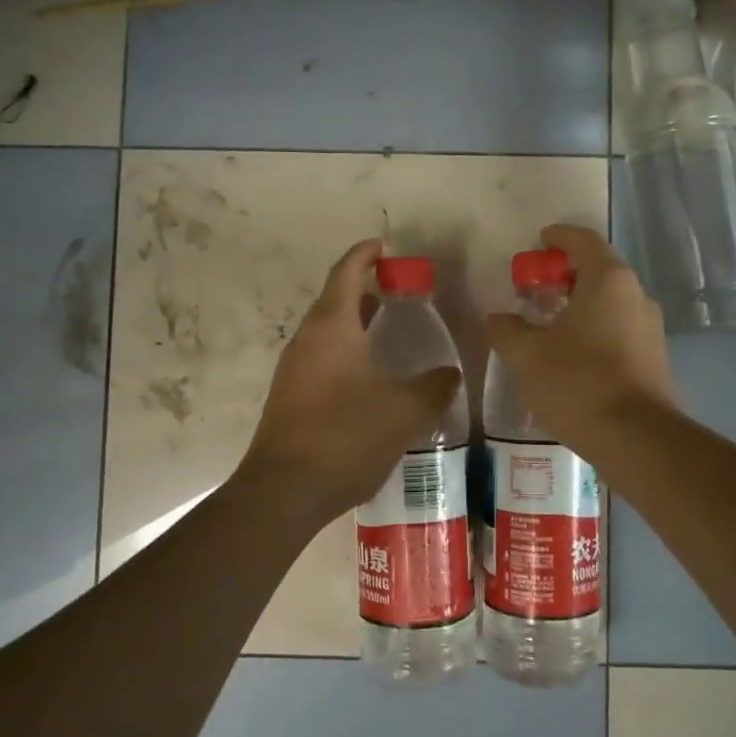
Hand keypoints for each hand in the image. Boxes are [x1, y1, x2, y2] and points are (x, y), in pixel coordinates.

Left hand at [238, 238, 461, 526]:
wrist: (284, 491)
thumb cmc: (345, 436)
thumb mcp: (404, 411)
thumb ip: (433, 387)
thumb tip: (451, 374)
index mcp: (332, 327)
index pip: (347, 273)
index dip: (365, 255)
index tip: (383, 245)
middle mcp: (307, 340)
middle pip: (334, 300)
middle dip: (364, 289)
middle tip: (398, 290)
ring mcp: (294, 370)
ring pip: (327, 332)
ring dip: (355, 323)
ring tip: (388, 328)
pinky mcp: (290, 397)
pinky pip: (322, 359)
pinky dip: (346, 352)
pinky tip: (370, 376)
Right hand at [484, 224, 676, 454]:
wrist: (636, 438)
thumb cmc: (577, 382)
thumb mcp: (526, 354)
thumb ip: (506, 329)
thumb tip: (497, 320)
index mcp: (608, 280)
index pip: (583, 240)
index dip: (558, 236)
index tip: (538, 240)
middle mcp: (636, 295)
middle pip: (599, 271)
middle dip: (566, 274)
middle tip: (535, 288)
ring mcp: (651, 328)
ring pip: (610, 303)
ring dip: (580, 305)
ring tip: (549, 324)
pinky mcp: (655, 358)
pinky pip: (620, 330)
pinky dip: (595, 330)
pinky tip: (573, 356)